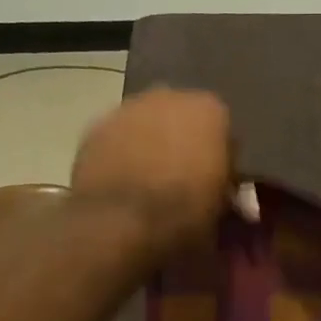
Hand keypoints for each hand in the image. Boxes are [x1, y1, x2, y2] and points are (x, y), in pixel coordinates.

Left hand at [72, 88, 232, 246]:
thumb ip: (225, 184)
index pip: (224, 127)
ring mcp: (128, 107)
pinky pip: (118, 137)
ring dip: (150, 143)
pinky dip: (122, 152)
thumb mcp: (223, 205)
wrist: (121, 223)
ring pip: (147, 122)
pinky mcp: (96, 126)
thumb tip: (223, 187)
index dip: (220, 155)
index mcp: (210, 110)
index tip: (216, 179)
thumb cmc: (185, 213)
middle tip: (182, 177)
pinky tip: (123, 180)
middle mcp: (170, 96)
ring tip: (149, 180)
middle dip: (183, 141)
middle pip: (182, 116)